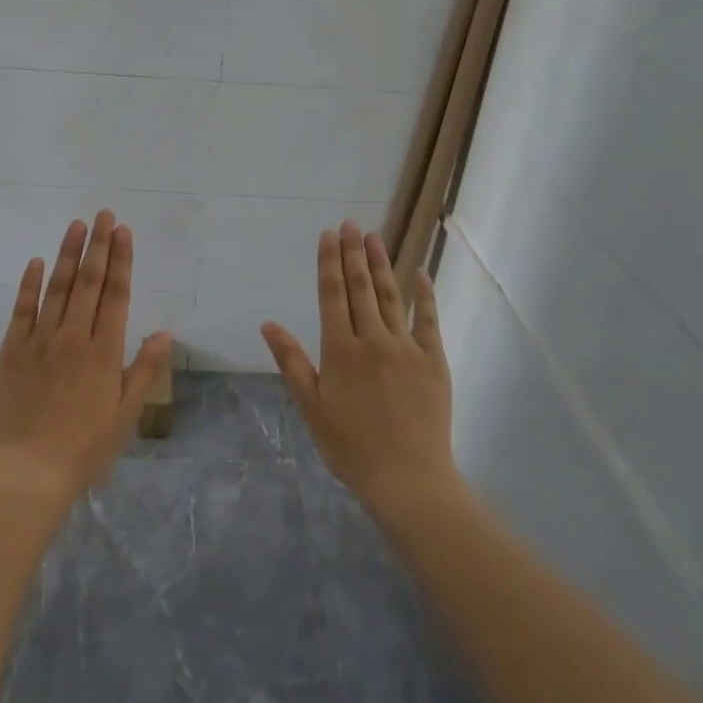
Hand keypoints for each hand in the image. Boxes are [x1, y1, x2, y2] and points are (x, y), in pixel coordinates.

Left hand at [0, 211, 173, 513]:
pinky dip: (28, 285)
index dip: (122, 261)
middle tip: (103, 214)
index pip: (117, 295)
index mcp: (104, 352)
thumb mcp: (125, 415)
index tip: (123, 231)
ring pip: (57, 288)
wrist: (25, 475)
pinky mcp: (10, 352)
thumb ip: (143, 370)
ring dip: (67, 255)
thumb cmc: (83, 450)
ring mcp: (39, 342)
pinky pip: (21, 311)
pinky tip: (35, 262)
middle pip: (89, 283)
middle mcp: (73, 338)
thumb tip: (164, 332)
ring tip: (76, 225)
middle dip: (98, 246)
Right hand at [261, 222, 456, 517]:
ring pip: (391, 297)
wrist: (407, 478)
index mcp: (340, 350)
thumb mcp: (311, 407)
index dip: (329, 263)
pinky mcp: (434, 361)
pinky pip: (429, 321)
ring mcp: (407, 348)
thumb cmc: (350, 446)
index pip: (332, 295)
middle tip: (350, 224)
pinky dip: (424, 295)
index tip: (328, 236)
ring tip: (376, 237)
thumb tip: (268, 324)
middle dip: (353, 253)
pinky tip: (421, 273)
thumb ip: (291, 361)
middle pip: (361, 288)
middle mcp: (373, 340)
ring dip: (382, 264)